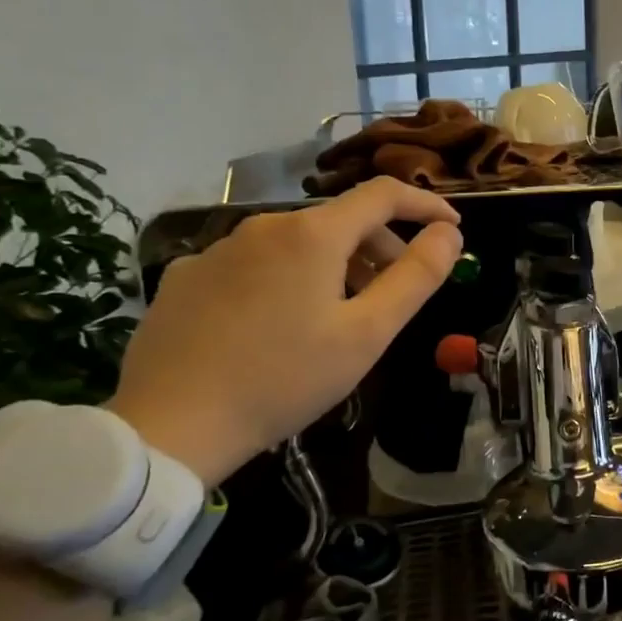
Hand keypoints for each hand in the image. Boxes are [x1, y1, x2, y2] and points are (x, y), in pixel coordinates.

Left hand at [107, 179, 461, 484]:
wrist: (169, 426)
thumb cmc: (284, 379)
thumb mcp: (367, 334)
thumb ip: (416, 276)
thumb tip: (448, 233)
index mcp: (312, 234)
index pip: (383, 194)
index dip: (425, 206)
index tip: (451, 229)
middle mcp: (264, 225)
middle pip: (340, 220)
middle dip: (380, 247)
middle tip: (396, 293)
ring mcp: (219, 249)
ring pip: (297, 243)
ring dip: (334, 265)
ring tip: (339, 317)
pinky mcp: (187, 276)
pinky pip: (255, 264)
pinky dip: (284, 279)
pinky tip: (277, 326)